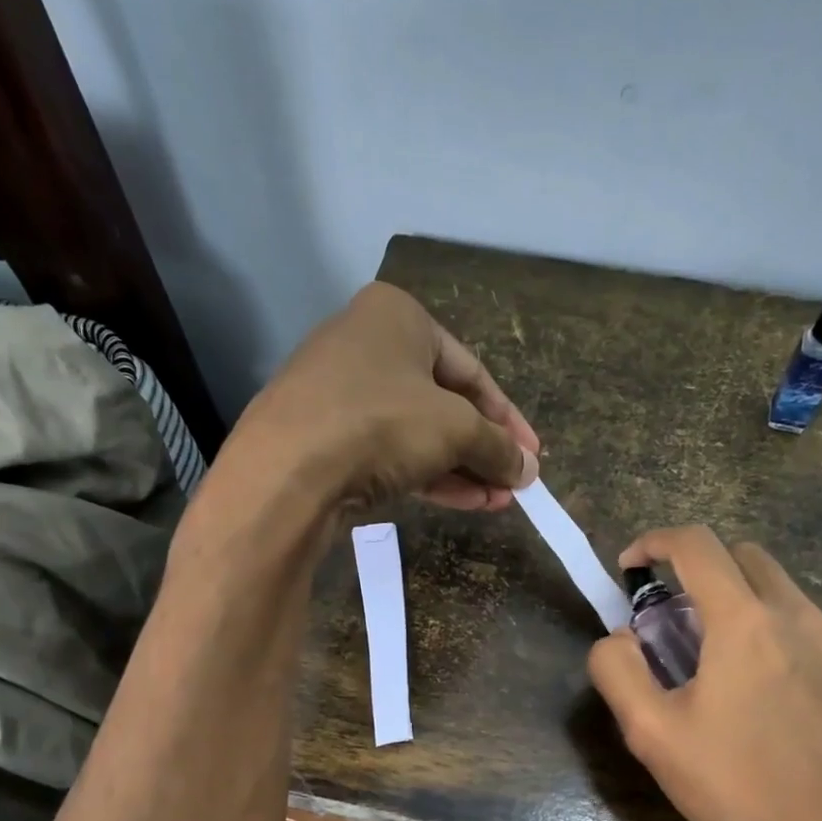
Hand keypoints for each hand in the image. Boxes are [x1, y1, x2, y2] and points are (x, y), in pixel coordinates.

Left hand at [223, 282, 539, 515]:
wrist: (288, 471)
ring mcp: (341, 394)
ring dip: (462, 469)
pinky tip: (464, 502)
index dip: (508, 418)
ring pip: (417, 433)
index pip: (471, 371)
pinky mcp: (326, 439)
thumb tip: (527, 470)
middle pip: (444, 403)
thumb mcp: (456, 429)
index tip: (533, 455)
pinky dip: (428, 476)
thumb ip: (498, 447)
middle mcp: (366, 346)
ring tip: (497, 501)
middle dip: (484, 449)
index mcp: (398, 317)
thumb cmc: (382, 423)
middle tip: (515, 484)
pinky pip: (389, 454)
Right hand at [587, 525, 821, 820]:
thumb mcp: (653, 735)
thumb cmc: (737, 786)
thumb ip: (618, 671)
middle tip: (674, 620)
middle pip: (743, 556)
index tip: (631, 566)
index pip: (696, 544)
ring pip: (780, 590)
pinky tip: (766, 693)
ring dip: (739, 602)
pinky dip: (775, 633)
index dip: (655, 542)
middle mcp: (798, 614)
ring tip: (718, 662)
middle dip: (700, 570)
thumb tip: (617, 638)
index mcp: (744, 621)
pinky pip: (808, 628)